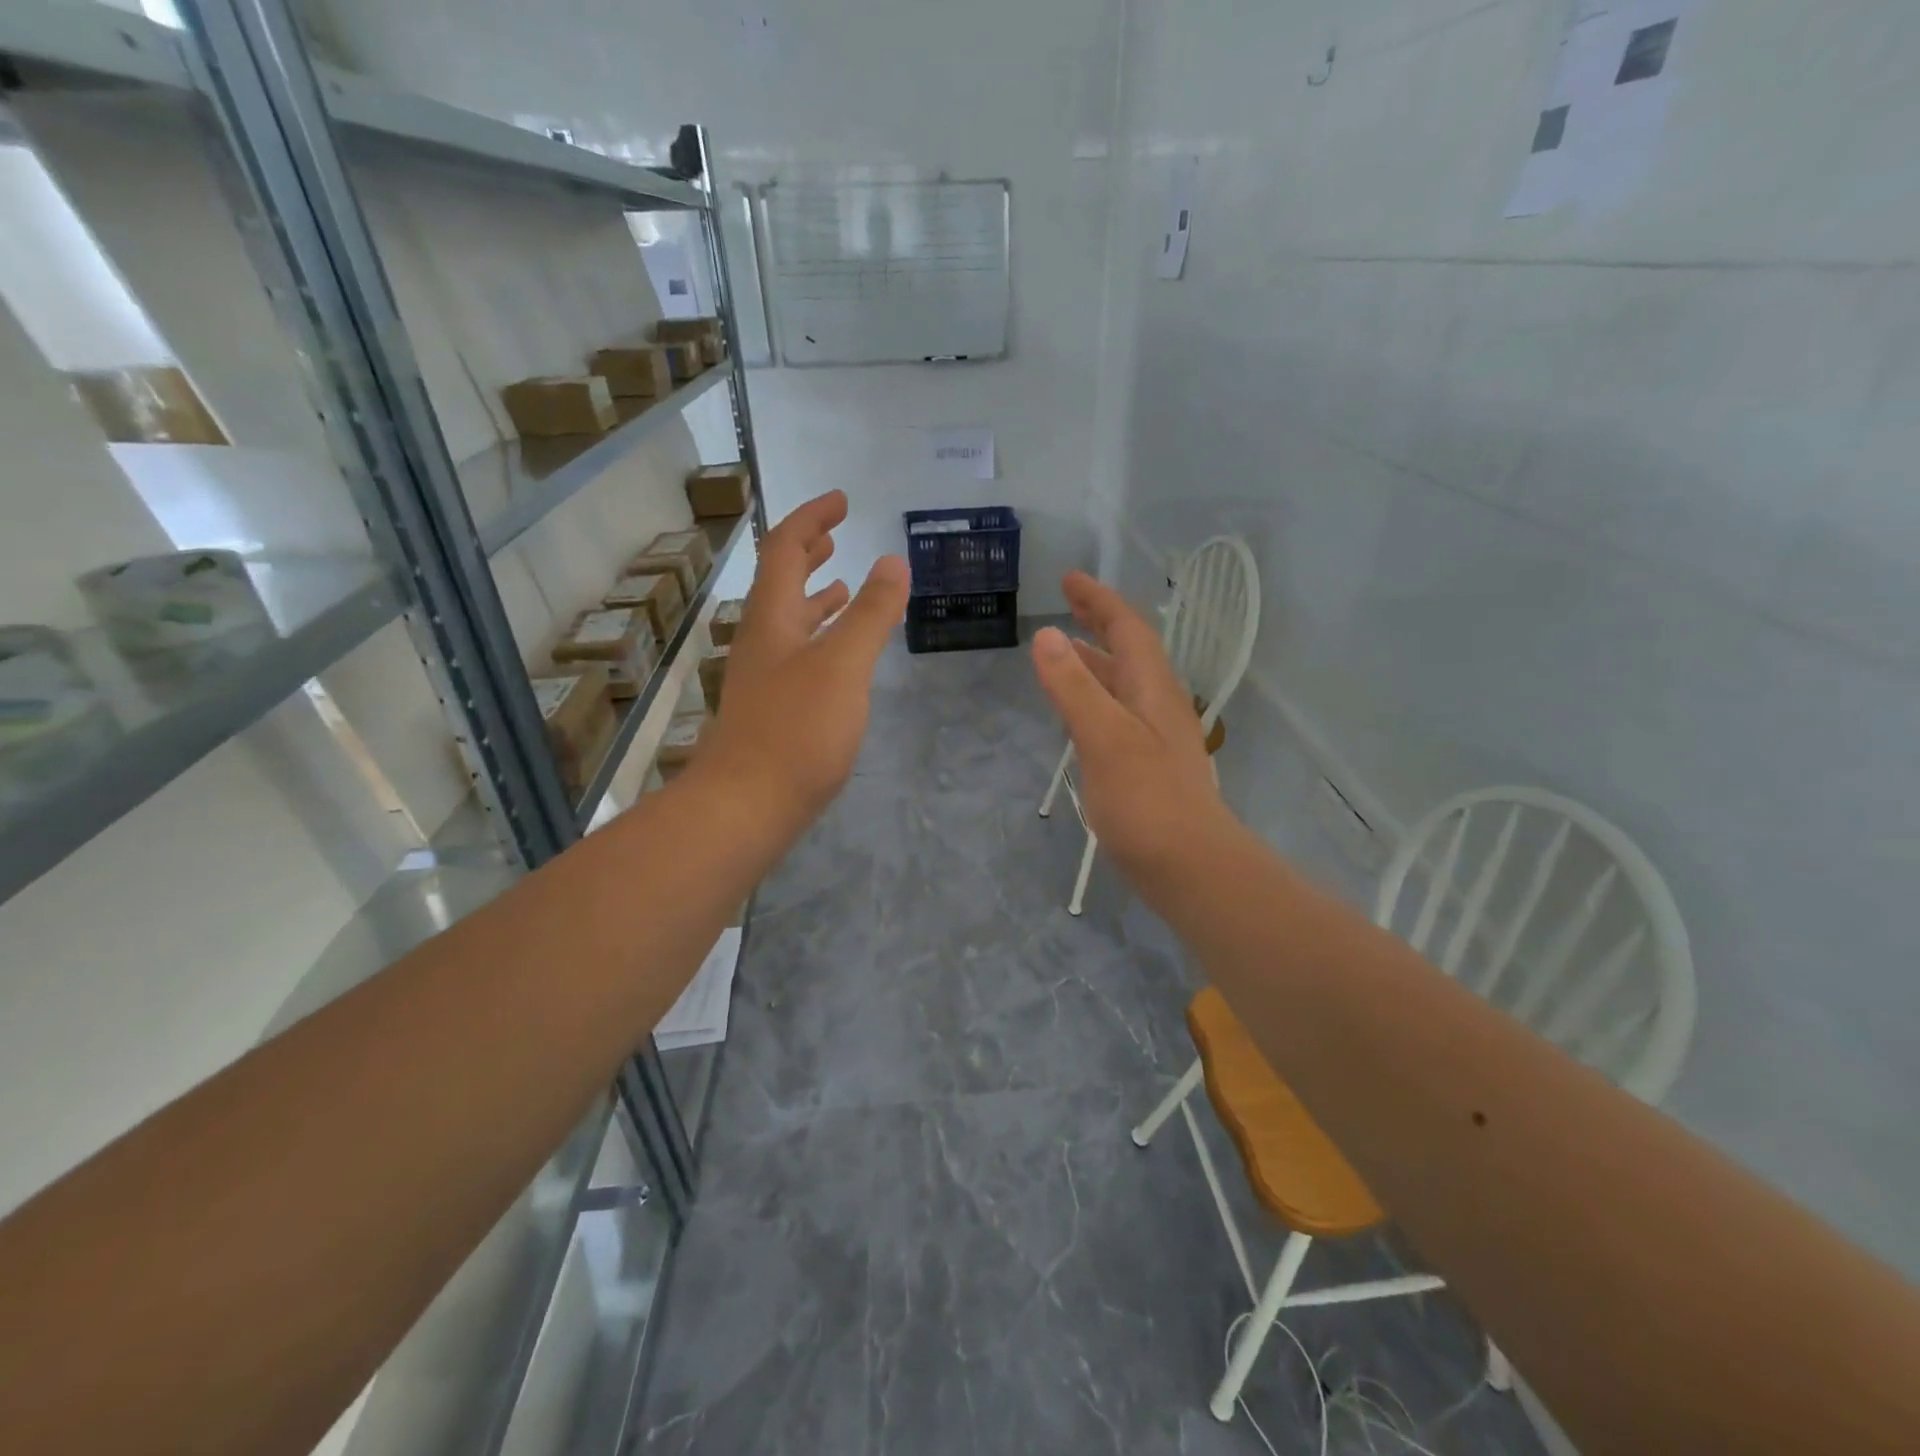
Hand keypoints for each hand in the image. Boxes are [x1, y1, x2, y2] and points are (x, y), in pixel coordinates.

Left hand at [697, 490, 908, 826]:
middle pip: (779, 581)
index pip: (784, 549)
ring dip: (813, 594)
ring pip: (789, 620)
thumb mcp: (842, 665)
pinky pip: (798, 654)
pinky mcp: (774, 708)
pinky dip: (820, 637)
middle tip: (836, 534)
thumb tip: (893, 561)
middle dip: (807, 551)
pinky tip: (838, 653)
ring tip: (841, 582)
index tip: (841, 501)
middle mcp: (762, 640)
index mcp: (772, 618)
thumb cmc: (796, 730)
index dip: (811, 519)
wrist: (747, 805)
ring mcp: (765, 676)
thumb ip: (869, 613)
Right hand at [1031, 571, 1229, 878]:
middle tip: (1065, 605)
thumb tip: (1048, 635)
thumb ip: (1075, 687)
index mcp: (1152, 689)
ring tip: (1063, 652)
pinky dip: (1094, 698)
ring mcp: (1154, 737)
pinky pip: (1116, 714)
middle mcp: (1158, 705)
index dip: (1099, 601)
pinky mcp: (1146, 766)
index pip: (1128, 629)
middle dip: (1098, 623)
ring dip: (1095, 661)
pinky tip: (1077, 715)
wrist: (1190, 866)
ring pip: (1123, 684)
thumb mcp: (1104, 737)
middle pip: (1129, 651)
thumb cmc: (1147, 800)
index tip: (1069, 579)